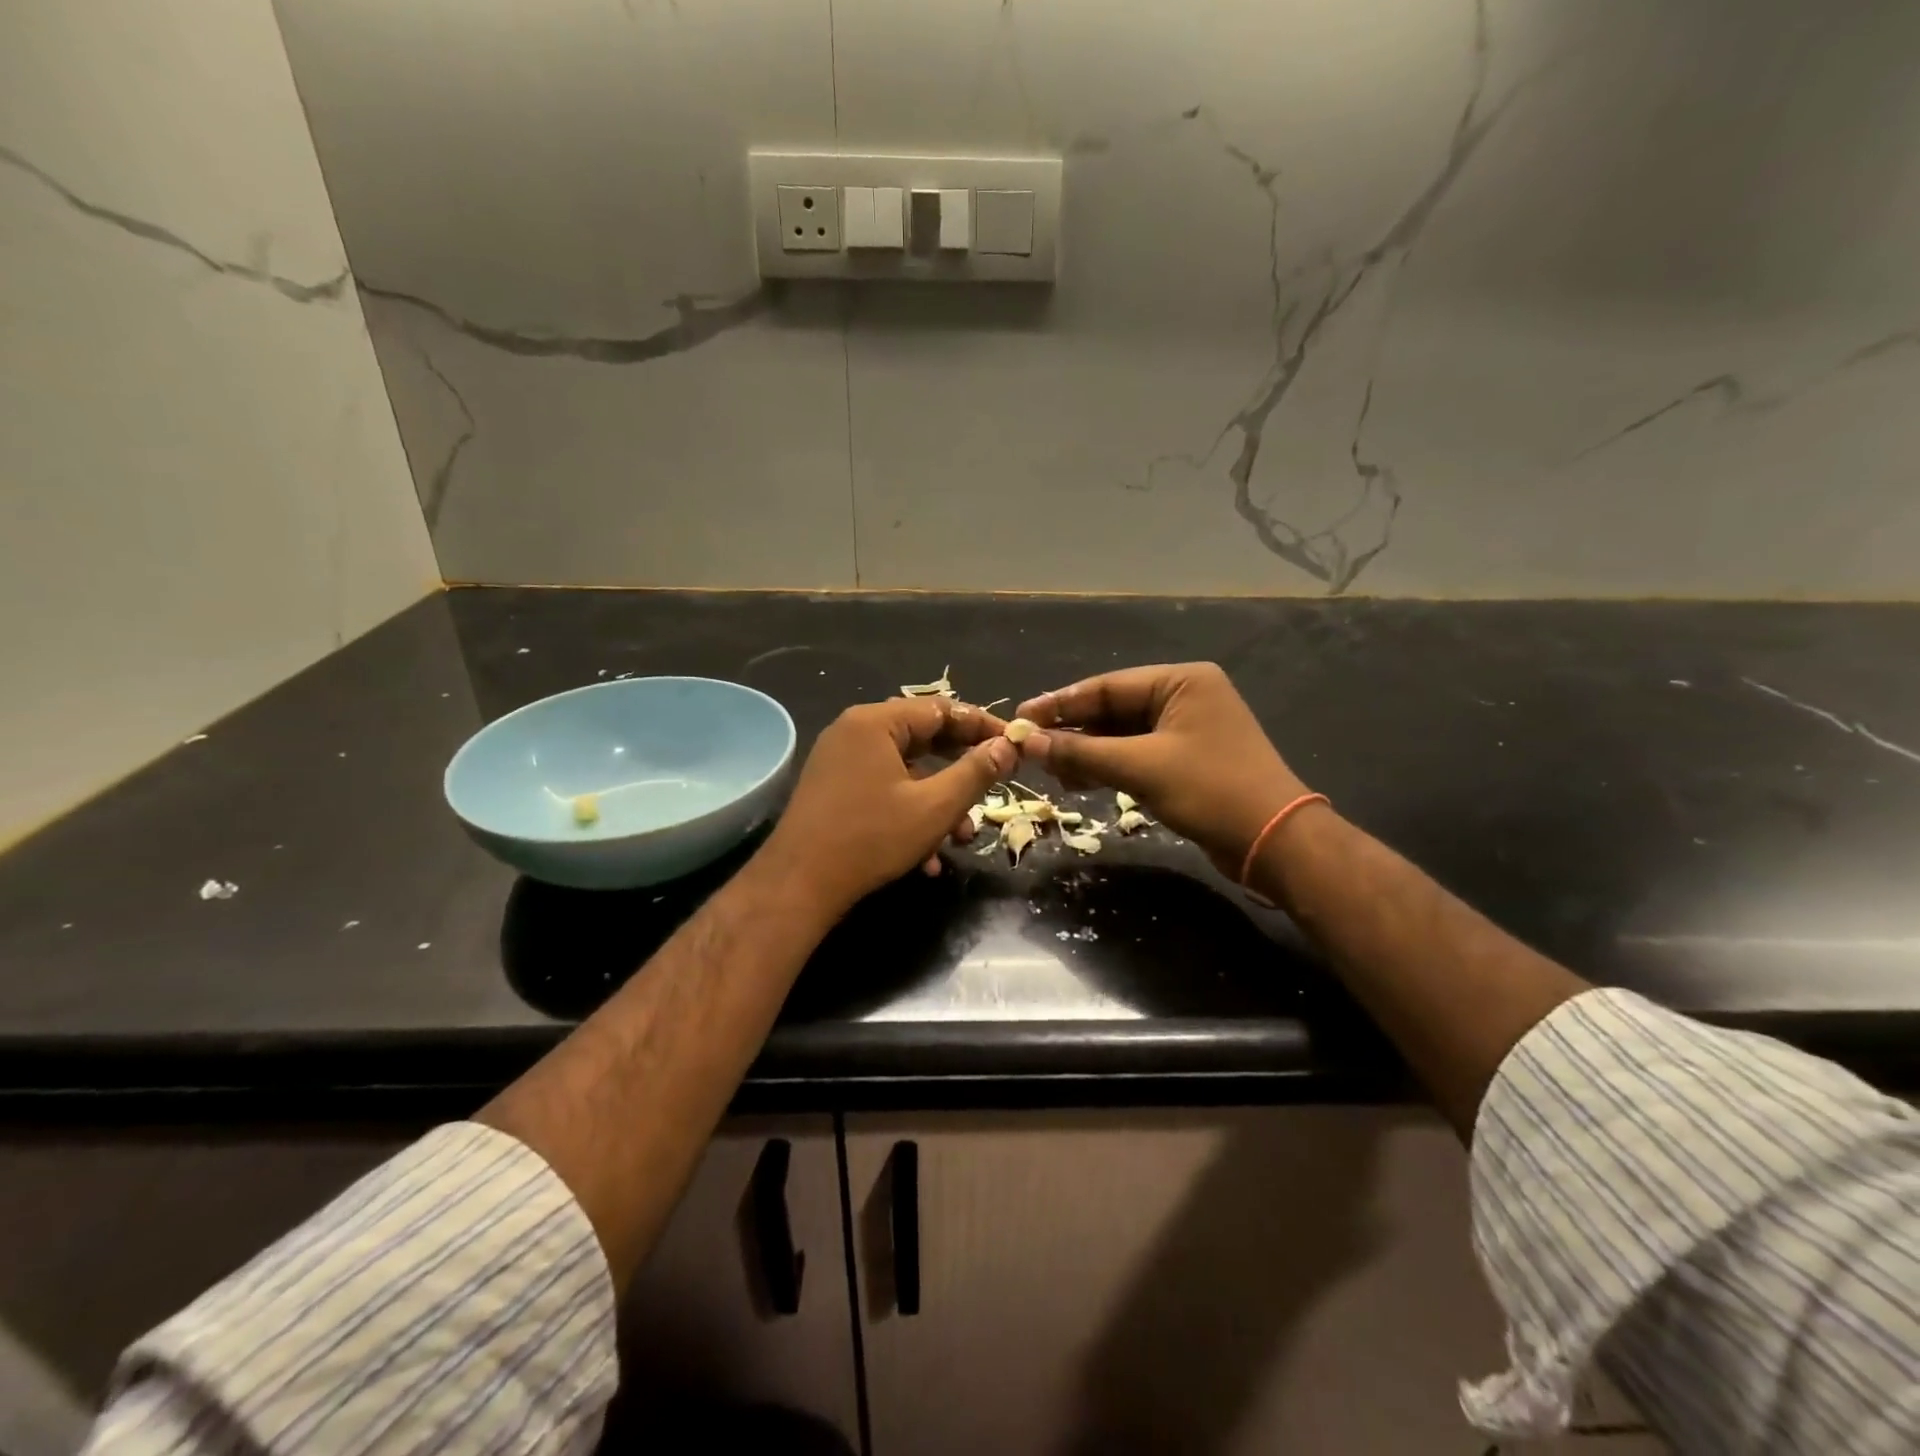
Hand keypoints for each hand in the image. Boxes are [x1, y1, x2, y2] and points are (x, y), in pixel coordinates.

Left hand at [760, 698, 1016, 914]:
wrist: (798, 884)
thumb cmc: (871, 838)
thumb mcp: (935, 806)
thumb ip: (976, 772)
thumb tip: (1008, 746)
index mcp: (876, 722)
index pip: (942, 709)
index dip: (982, 727)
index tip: (1014, 745)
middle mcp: (854, 731)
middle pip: (923, 739)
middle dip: (961, 771)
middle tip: (995, 786)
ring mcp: (840, 761)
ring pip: (906, 771)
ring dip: (938, 802)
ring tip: (962, 838)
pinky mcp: (833, 789)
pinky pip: (883, 789)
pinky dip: (909, 813)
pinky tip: (927, 857)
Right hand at [1013, 663, 1311, 877]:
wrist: (1274, 842)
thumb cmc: (1211, 790)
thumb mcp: (1141, 767)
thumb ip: (1082, 751)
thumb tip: (1029, 743)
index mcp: (1181, 681)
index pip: (1107, 686)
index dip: (1060, 703)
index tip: (1021, 717)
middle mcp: (1184, 697)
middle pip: (1113, 710)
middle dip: (1072, 731)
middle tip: (1030, 748)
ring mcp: (1187, 730)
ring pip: (1122, 735)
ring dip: (1087, 753)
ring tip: (1049, 770)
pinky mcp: (1186, 760)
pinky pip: (1136, 755)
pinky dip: (1108, 767)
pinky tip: (1078, 781)